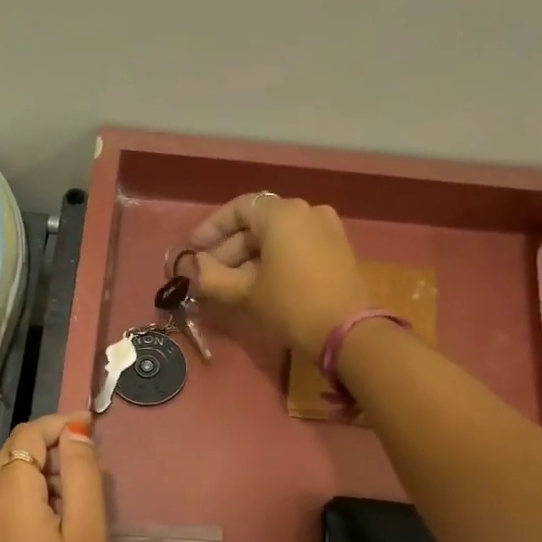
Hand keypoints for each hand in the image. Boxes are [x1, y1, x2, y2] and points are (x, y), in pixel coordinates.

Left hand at [0, 412, 107, 541]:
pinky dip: (24, 495)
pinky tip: (49, 522)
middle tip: (87, 468)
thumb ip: (83, 475)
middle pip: (13, 452)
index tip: (90, 428)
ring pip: (6, 476)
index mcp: (9, 495)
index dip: (59, 425)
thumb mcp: (88, 532)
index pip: (28, 435)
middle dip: (49, 447)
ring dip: (38, 472)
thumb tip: (76, 432)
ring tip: (74, 499)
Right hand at [186, 193, 373, 358]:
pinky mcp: (337, 250)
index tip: (193, 251)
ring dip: (250, 257)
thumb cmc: (291, 305)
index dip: (211, 228)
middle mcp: (307, 212)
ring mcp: (327, 229)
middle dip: (229, 249)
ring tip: (230, 284)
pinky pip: (296, 246)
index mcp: (283, 213)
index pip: (238, 209)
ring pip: (277, 236)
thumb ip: (211, 277)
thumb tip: (193, 267)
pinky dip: (274, 260)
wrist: (348, 333)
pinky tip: (259, 284)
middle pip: (258, 223)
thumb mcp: (245, 292)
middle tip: (208, 275)